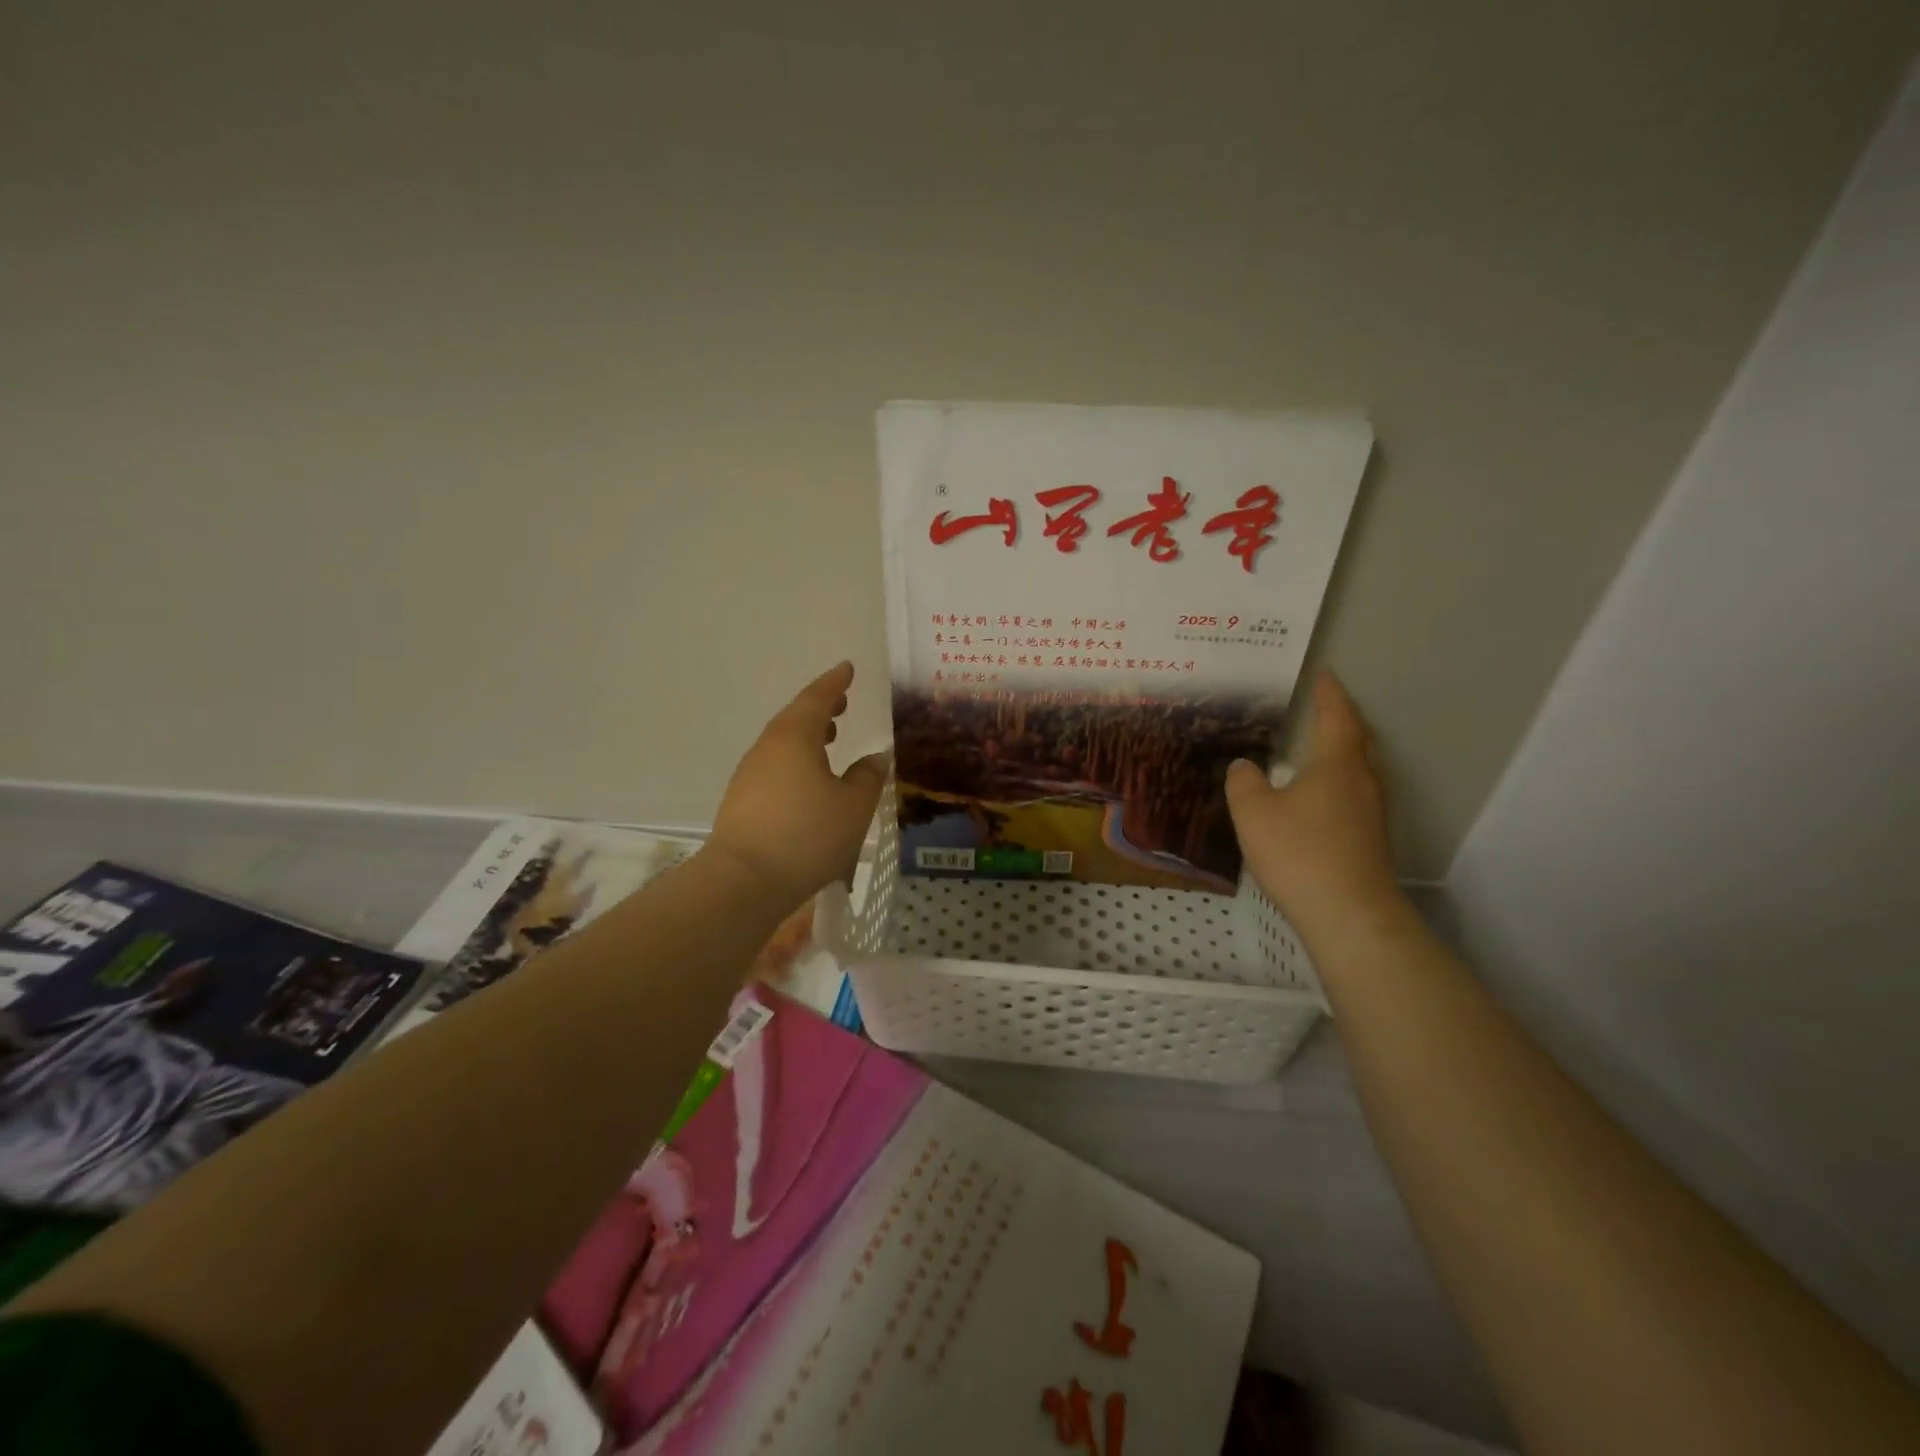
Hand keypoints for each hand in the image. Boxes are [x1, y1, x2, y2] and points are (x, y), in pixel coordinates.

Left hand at [709, 661, 888, 904]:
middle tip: (842, 703)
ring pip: (783, 742)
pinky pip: (775, 765)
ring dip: (808, 735)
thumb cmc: (806, 836)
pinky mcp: (743, 799)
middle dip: (821, 708)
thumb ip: (868, 778)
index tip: (848, 668)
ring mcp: (750, 773)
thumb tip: (875, 758)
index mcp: (794, 737)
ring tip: (831, 738)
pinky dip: (796, 759)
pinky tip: (809, 779)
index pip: (817, 698)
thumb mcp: (853, 807)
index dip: (835, 682)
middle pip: (795, 717)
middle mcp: (768, 748)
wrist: (743, 881)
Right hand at [1226, 673, 1399, 931]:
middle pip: (1357, 740)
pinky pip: (1353, 795)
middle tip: (1319, 707)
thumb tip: (1245, 766)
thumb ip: (1244, 782)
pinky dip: (1337, 782)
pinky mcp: (1370, 839)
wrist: (1349, 914)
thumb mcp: (1254, 812)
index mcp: (1338, 764)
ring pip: (1358, 770)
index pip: (1337, 716)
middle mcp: (1362, 781)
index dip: (1329, 693)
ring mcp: (1372, 812)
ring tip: (1315, 749)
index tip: (1323, 674)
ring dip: (1340, 752)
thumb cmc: (1300, 852)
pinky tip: (1316, 798)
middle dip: (1340, 720)